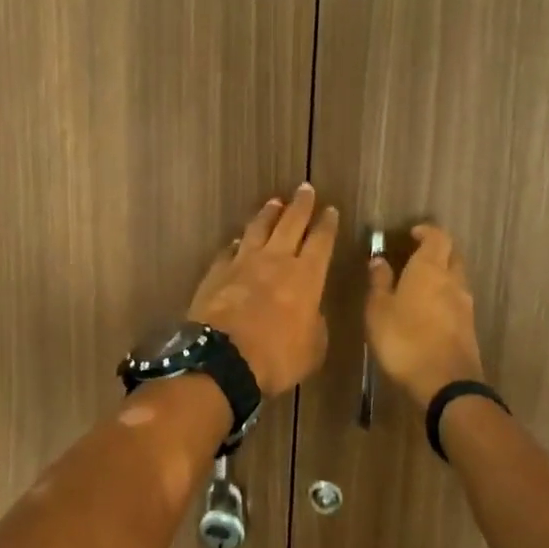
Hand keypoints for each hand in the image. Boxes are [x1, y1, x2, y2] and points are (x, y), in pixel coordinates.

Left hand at [188, 185, 337, 396]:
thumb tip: (310, 312)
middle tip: (305, 188)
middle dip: (300, 205)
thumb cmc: (277, 357)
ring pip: (258, 228)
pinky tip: (238, 240)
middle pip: (291, 223)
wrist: (223, 359)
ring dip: (268, 213)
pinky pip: (230, 249)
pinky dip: (238, 242)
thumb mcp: (313, 349)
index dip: (327, 225)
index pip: (321, 242)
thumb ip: (315, 324)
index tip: (330, 209)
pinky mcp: (217, 271)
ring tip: (274, 201)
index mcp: (306, 277)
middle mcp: (276, 260)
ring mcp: (243, 262)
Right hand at [366, 223, 484, 408]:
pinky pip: (457, 302)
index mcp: (430, 268)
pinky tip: (428, 313)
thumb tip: (379, 259)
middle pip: (452, 255)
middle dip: (437, 252)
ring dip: (442, 277)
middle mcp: (452, 280)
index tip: (411, 234)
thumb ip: (379, 282)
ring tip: (418, 287)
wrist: (446, 385)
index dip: (426, 231)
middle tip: (415, 257)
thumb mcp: (378, 310)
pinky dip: (445, 299)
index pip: (438, 236)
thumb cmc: (404, 340)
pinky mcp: (470, 328)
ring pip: (456, 279)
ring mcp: (465, 305)